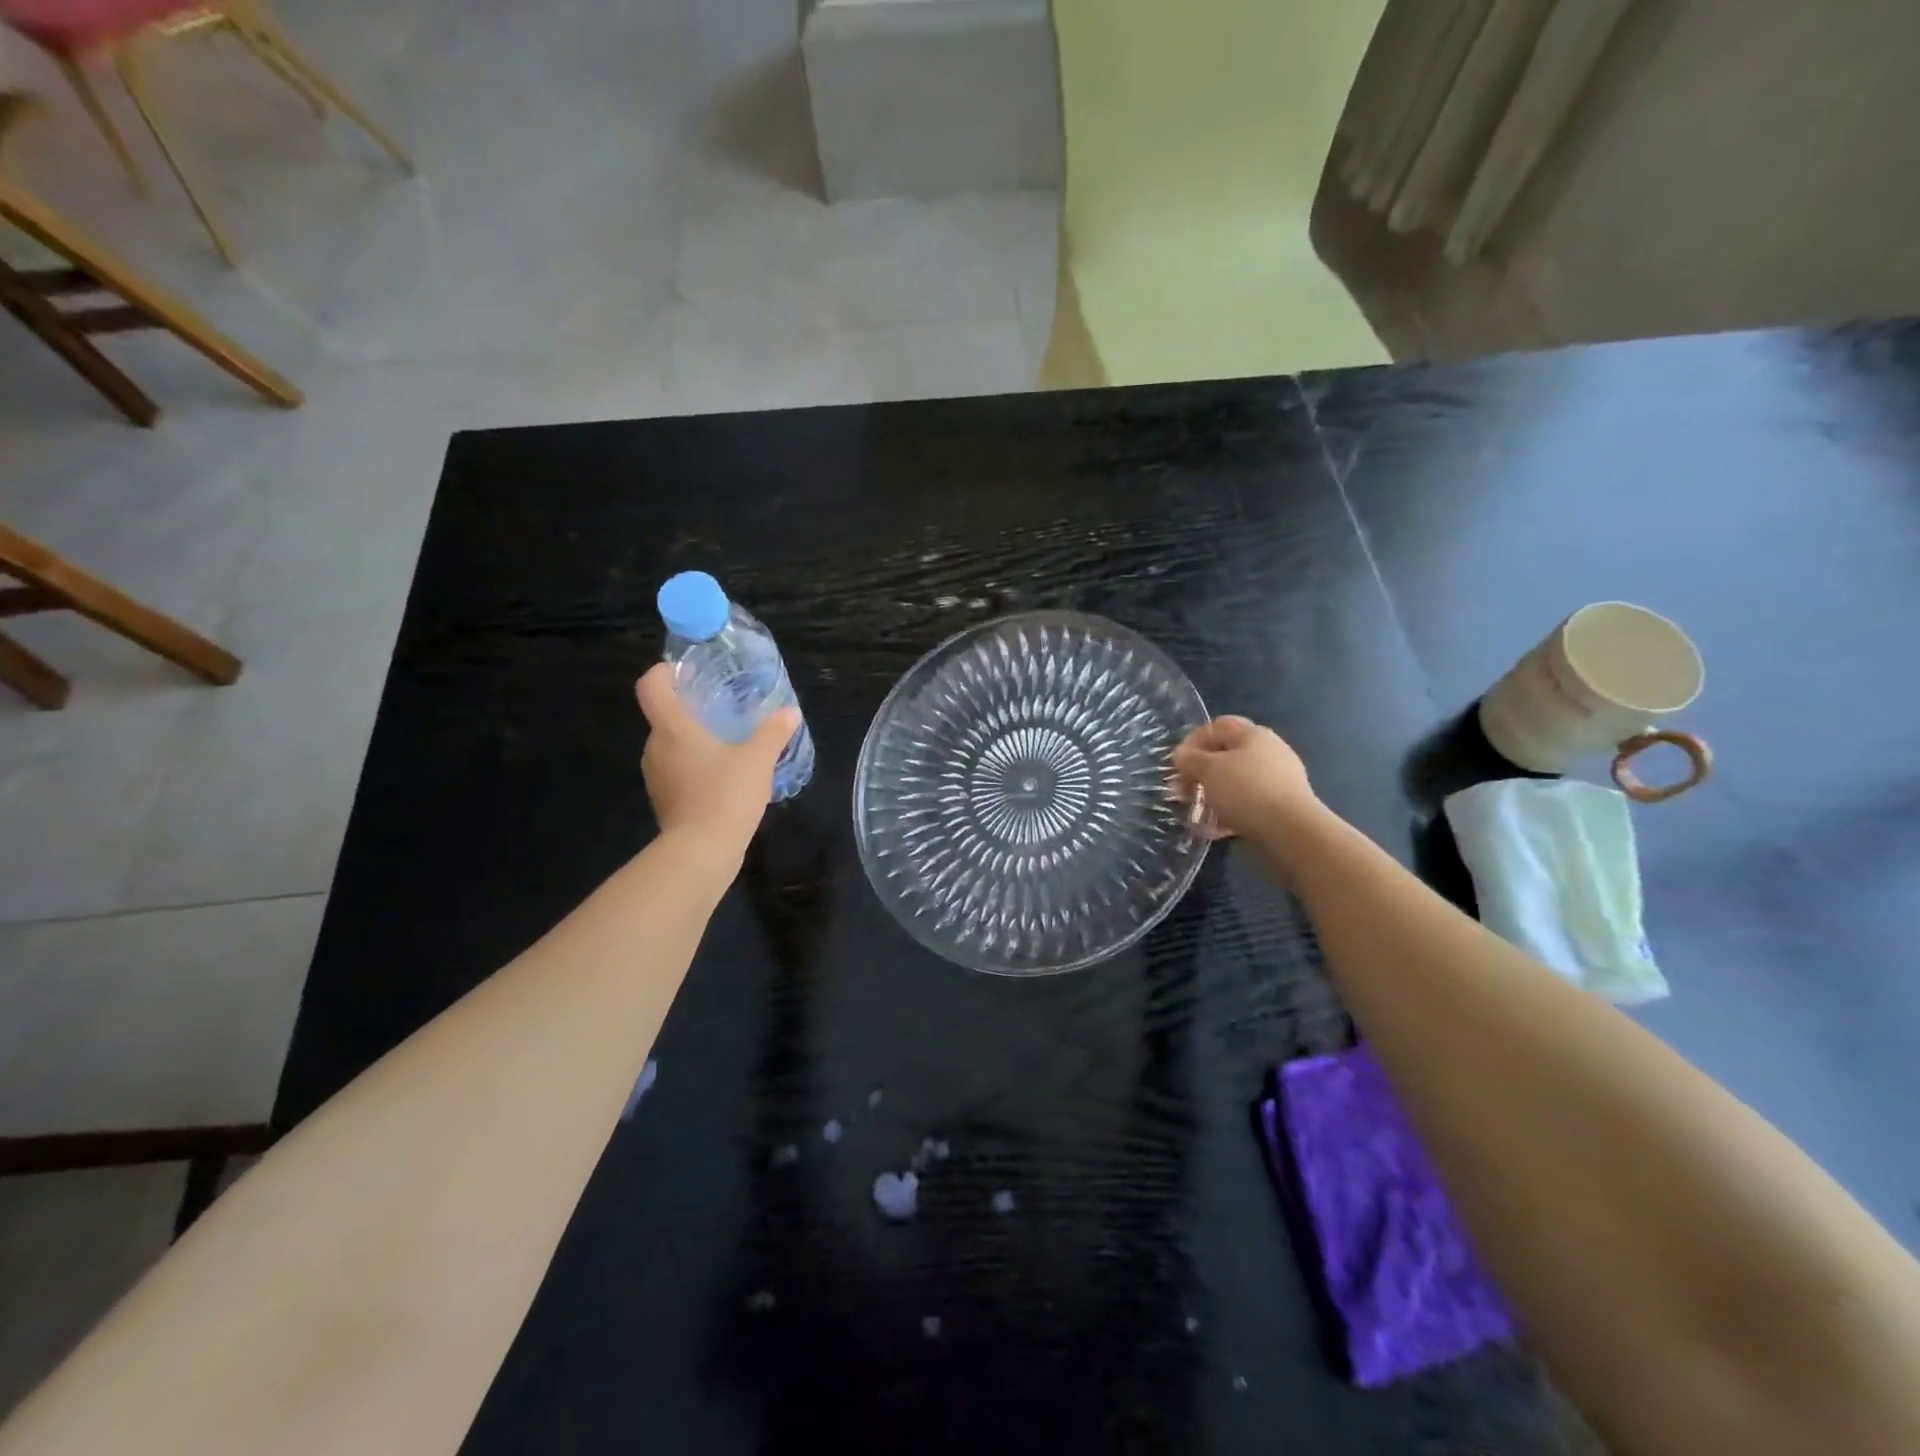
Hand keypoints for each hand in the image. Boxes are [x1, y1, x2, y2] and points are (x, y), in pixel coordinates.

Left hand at [635, 663, 800, 860]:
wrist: (701, 852)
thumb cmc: (725, 794)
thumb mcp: (758, 759)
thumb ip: (773, 732)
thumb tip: (789, 712)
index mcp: (672, 728)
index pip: (651, 686)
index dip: (663, 672)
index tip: (685, 671)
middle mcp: (656, 748)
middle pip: (663, 716)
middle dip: (689, 708)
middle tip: (721, 706)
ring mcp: (657, 777)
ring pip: (671, 746)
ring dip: (694, 740)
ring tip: (728, 741)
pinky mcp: (666, 800)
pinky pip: (678, 771)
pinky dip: (696, 766)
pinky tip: (725, 775)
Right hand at [1171, 716, 1319, 842]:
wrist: (1290, 831)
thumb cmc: (1245, 790)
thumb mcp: (1208, 770)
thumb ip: (1189, 759)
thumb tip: (1181, 755)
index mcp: (1253, 735)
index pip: (1217, 726)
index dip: (1192, 741)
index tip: (1175, 763)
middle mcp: (1268, 752)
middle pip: (1225, 756)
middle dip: (1198, 774)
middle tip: (1180, 792)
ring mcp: (1277, 780)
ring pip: (1234, 783)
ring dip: (1210, 796)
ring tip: (1194, 813)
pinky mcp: (1280, 807)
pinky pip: (1246, 805)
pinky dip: (1227, 814)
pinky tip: (1212, 830)